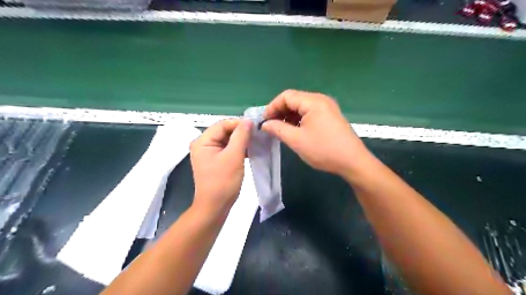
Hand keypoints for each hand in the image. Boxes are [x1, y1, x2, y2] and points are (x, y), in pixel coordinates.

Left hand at [192, 119, 252, 214]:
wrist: (215, 207)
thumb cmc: (223, 182)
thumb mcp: (234, 156)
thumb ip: (241, 136)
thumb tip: (248, 121)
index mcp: (202, 141)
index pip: (222, 124)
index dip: (239, 123)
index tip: (256, 126)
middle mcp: (203, 144)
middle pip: (224, 131)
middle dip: (241, 132)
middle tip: (257, 134)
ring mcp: (208, 153)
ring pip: (227, 140)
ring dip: (241, 140)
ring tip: (256, 141)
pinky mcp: (215, 161)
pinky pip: (227, 149)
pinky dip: (238, 149)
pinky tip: (250, 150)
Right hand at [262, 90, 368, 175]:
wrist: (353, 162)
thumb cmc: (323, 150)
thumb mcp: (297, 140)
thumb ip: (278, 129)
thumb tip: (265, 124)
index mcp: (313, 101)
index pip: (286, 96)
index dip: (272, 107)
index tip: (264, 121)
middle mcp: (321, 100)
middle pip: (294, 100)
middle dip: (280, 111)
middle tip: (270, 126)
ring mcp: (327, 108)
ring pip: (302, 107)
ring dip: (289, 116)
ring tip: (280, 130)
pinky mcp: (330, 117)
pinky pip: (310, 113)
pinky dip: (299, 120)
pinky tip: (294, 130)